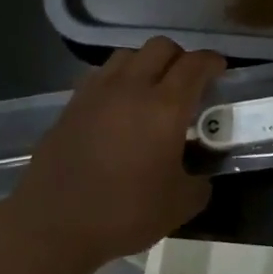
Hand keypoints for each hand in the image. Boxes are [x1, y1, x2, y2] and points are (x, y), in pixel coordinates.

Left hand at [3, 38, 226, 272]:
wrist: (52, 226)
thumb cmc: (124, 213)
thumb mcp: (180, 205)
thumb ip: (199, 183)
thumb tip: (201, 176)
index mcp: (165, 107)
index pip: (195, 64)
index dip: (212, 62)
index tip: (220, 70)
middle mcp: (132, 88)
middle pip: (161, 47)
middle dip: (180, 57)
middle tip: (187, 80)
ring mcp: (97, 93)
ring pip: (127, 54)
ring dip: (146, 63)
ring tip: (151, 88)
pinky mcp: (71, 106)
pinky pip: (101, 75)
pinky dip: (118, 80)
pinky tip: (118, 106)